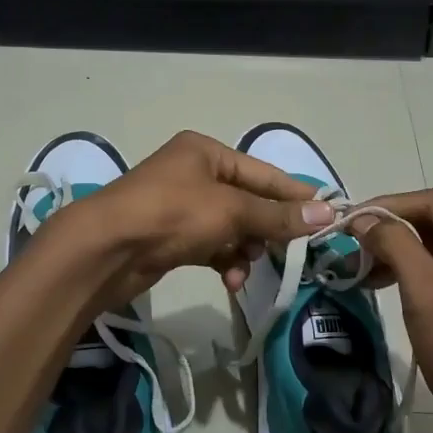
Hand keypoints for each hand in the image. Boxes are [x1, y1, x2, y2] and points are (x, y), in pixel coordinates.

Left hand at [51, 131, 333, 308]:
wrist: (106, 250)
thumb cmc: (171, 214)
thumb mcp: (230, 211)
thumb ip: (277, 215)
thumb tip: (326, 213)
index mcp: (206, 153)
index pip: (263, 173)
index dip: (294, 194)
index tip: (327, 214)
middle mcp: (194, 174)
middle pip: (247, 202)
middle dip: (265, 228)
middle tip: (289, 251)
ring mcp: (180, 206)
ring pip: (230, 228)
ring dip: (244, 249)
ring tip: (247, 267)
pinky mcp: (171, 237)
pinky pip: (211, 246)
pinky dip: (224, 260)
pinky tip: (230, 279)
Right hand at [349, 189, 432, 432]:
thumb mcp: (426, 293)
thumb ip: (396, 244)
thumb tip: (363, 218)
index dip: (389, 205)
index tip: (349, 217)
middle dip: (393, 229)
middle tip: (351, 240)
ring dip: (399, 250)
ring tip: (360, 263)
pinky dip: (412, 271)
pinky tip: (381, 281)